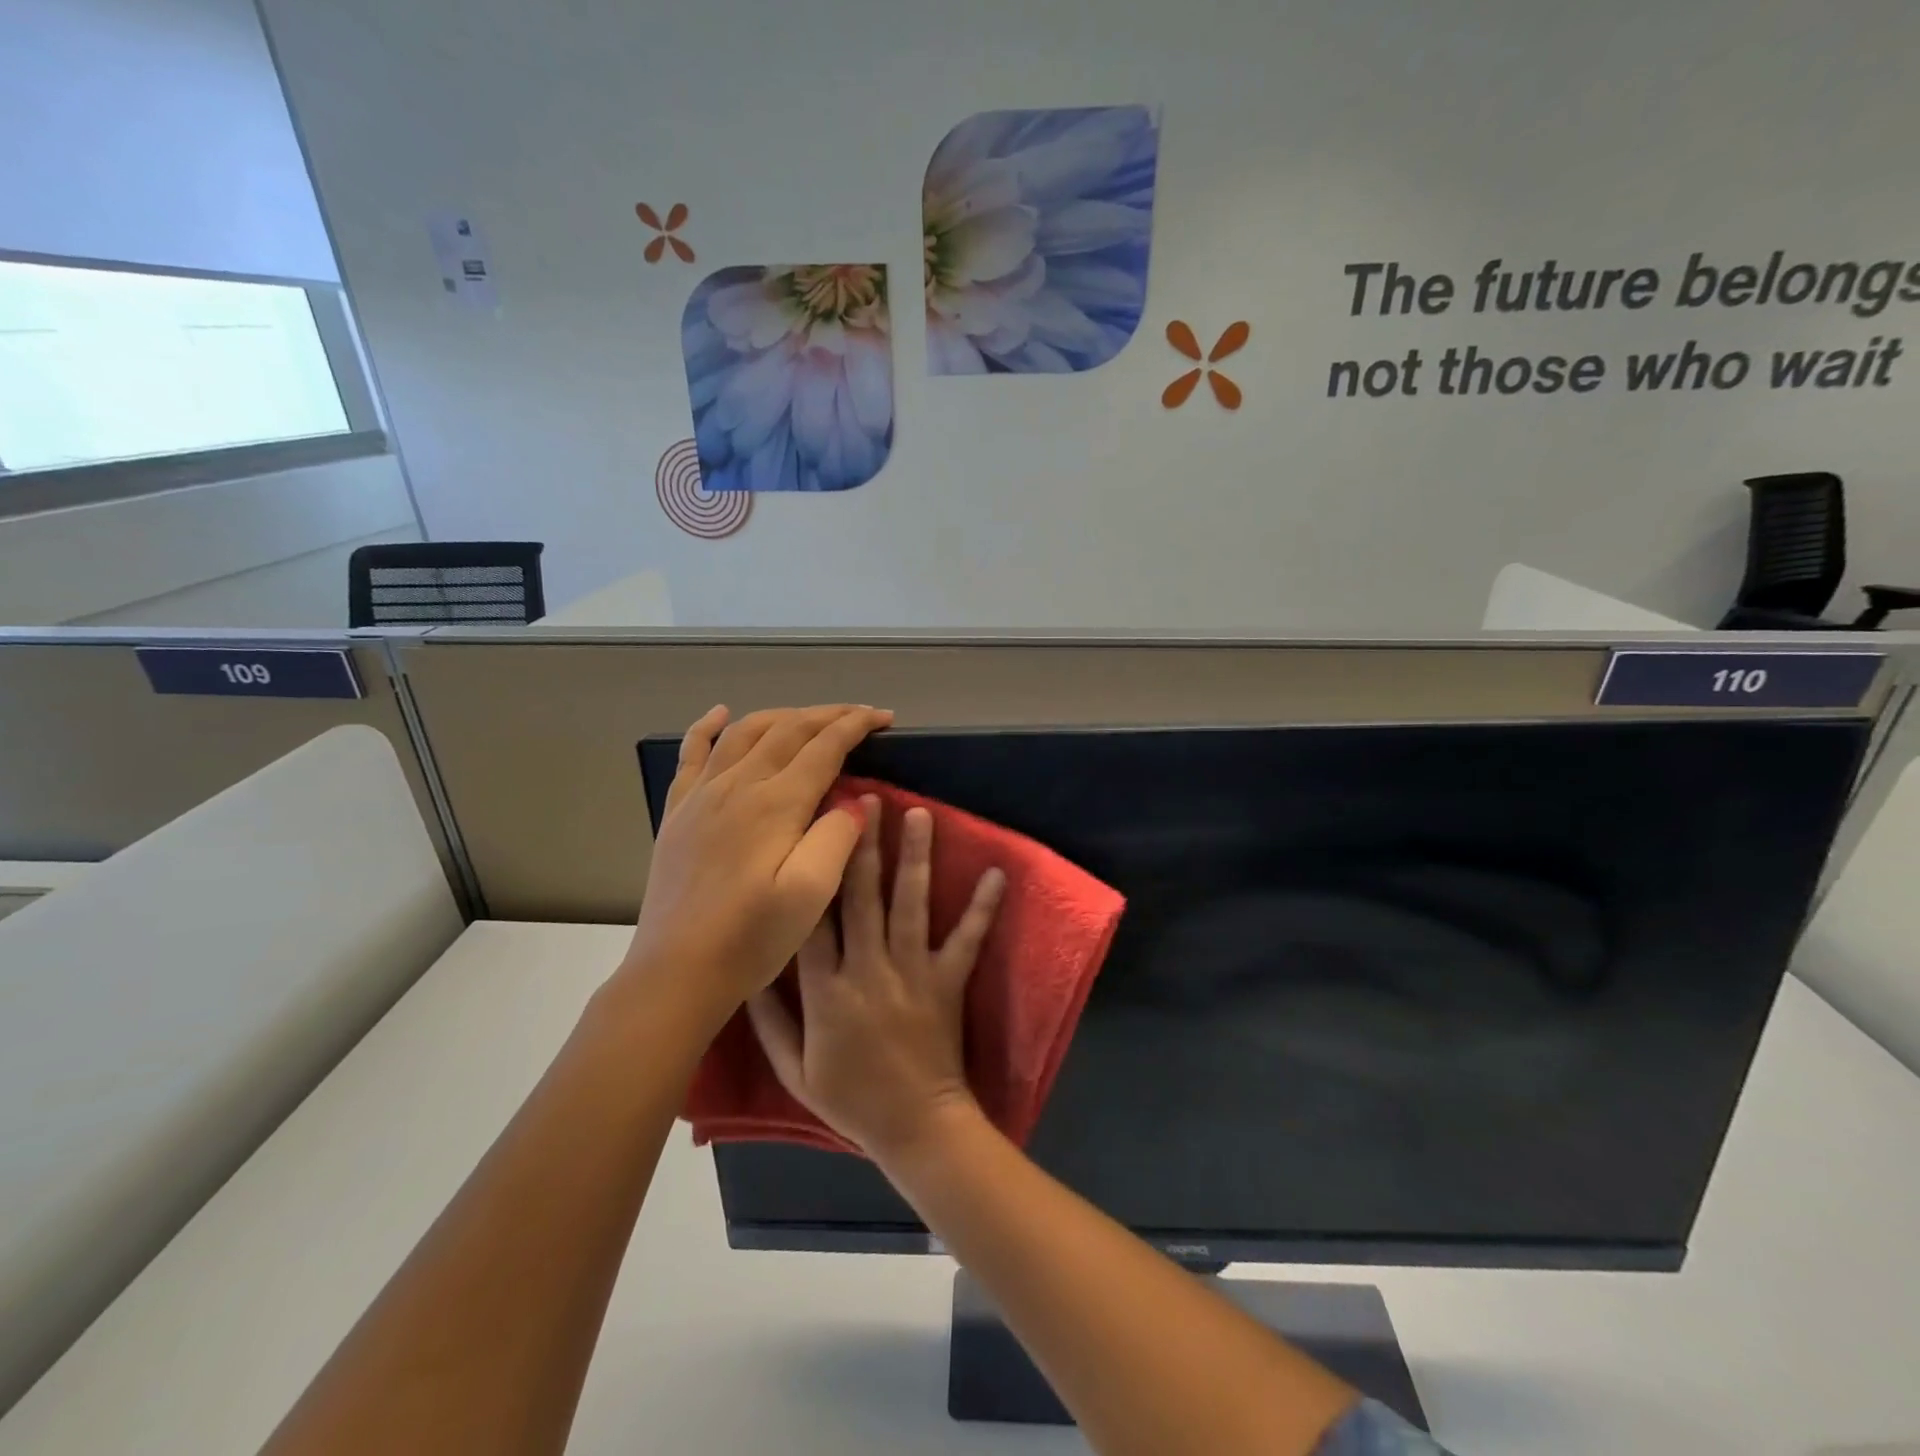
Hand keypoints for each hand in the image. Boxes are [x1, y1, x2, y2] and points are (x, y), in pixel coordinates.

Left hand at [622, 704, 892, 1018]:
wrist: (676, 972)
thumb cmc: (750, 939)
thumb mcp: (810, 894)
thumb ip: (837, 837)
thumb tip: (854, 800)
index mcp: (775, 803)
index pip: (823, 745)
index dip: (856, 725)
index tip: (884, 717)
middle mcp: (737, 785)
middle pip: (788, 729)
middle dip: (828, 715)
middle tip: (860, 715)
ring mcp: (702, 795)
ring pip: (746, 732)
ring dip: (783, 715)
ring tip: (810, 717)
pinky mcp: (678, 812)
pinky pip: (691, 754)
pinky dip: (708, 727)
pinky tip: (720, 714)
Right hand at [748, 795, 1004, 1160]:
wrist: (916, 1128)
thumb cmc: (851, 1100)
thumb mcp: (794, 1070)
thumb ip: (769, 1020)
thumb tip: (749, 970)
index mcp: (825, 991)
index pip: (812, 920)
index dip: (811, 871)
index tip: (811, 829)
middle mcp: (867, 970)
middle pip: (861, 897)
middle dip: (862, 845)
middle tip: (865, 798)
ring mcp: (912, 973)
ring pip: (910, 905)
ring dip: (914, 857)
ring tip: (918, 814)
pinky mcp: (948, 982)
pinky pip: (967, 940)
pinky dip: (983, 907)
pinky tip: (998, 872)